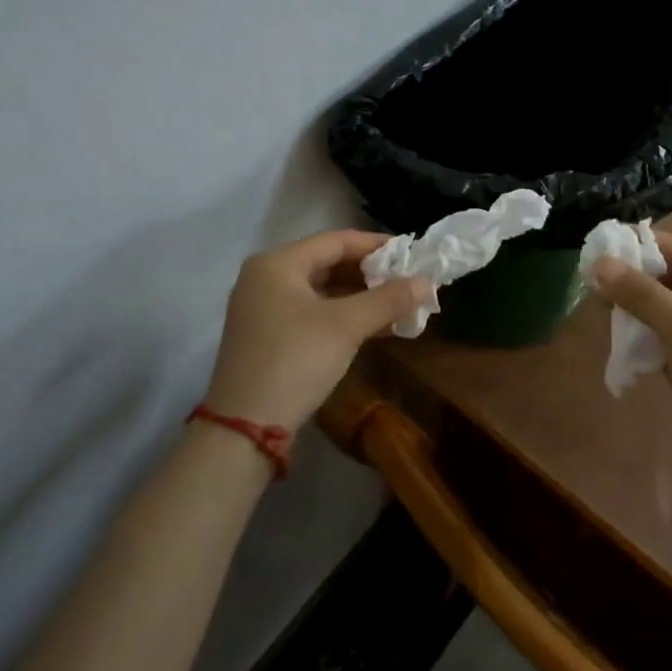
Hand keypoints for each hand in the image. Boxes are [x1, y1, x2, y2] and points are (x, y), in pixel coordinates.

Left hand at [202, 230, 428, 431]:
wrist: (243, 430)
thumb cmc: (295, 361)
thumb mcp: (346, 326)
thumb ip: (388, 299)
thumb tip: (428, 281)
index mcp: (278, 263)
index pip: (337, 240)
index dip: (377, 245)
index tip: (412, 253)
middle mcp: (266, 278)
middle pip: (329, 263)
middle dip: (372, 274)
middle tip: (409, 280)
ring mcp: (264, 309)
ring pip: (323, 291)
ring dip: (361, 297)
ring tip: (400, 304)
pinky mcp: (269, 336)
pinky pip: (313, 313)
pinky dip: (344, 316)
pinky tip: (377, 327)